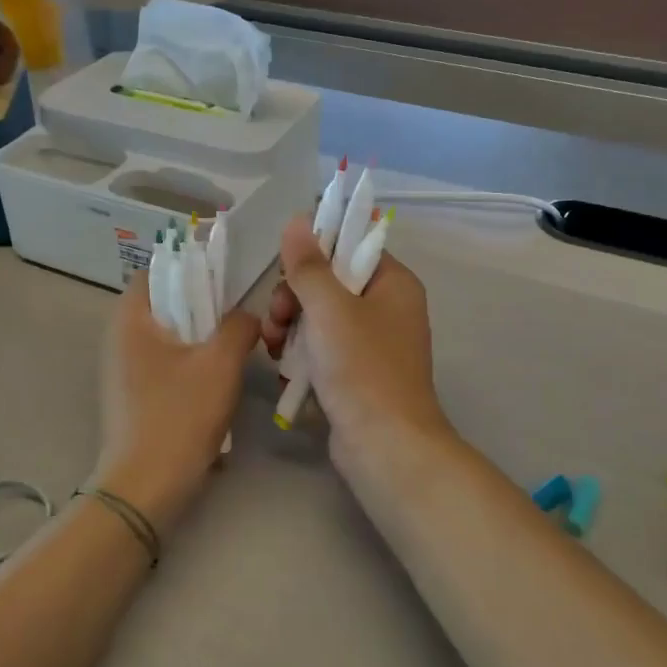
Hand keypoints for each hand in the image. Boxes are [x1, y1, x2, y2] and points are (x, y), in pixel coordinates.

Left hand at [94, 271, 260, 530]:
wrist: (145, 488)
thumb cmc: (179, 416)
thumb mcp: (220, 364)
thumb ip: (239, 327)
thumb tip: (247, 316)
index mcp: (131, 319)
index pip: (157, 270)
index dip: (190, 266)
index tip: (225, 278)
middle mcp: (119, 339)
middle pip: (164, 303)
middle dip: (202, 305)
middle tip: (239, 315)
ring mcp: (122, 371)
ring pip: (168, 337)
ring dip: (200, 338)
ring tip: (234, 347)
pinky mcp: (132, 397)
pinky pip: (164, 365)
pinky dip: (189, 364)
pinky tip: (217, 382)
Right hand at [262, 215, 450, 482]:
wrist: (385, 446)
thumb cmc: (362, 368)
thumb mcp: (330, 309)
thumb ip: (308, 265)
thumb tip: (297, 219)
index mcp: (394, 284)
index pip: (350, 248)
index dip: (314, 254)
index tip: (286, 272)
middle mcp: (388, 309)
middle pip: (329, 284)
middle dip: (294, 299)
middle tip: (276, 319)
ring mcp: (373, 344)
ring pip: (320, 319)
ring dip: (290, 329)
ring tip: (273, 348)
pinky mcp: (357, 374)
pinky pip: (323, 350)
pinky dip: (302, 356)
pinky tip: (283, 370)